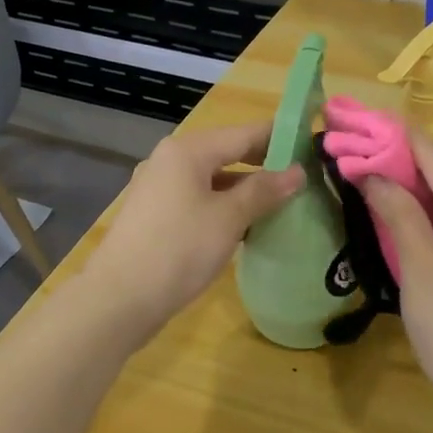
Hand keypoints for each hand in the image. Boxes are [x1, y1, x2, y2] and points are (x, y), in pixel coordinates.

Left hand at [85, 121, 302, 334]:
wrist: (118, 299)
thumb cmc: (179, 250)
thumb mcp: (229, 218)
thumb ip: (264, 190)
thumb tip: (297, 172)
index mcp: (188, 150)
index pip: (245, 133)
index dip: (280, 138)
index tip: (313, 148)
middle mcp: (170, 160)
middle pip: (227, 152)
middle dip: (264, 165)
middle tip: (303, 179)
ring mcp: (159, 188)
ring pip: (213, 178)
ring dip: (245, 189)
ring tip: (282, 204)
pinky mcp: (155, 215)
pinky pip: (198, 199)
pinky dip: (224, 206)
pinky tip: (246, 226)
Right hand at [360, 131, 432, 432]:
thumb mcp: (420, 269)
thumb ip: (398, 212)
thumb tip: (371, 171)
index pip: (431, 152)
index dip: (391, 135)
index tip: (353, 122)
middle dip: (397, 161)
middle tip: (351, 153)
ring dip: (411, 189)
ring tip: (365, 179)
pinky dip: (430, 215)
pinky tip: (400, 220)